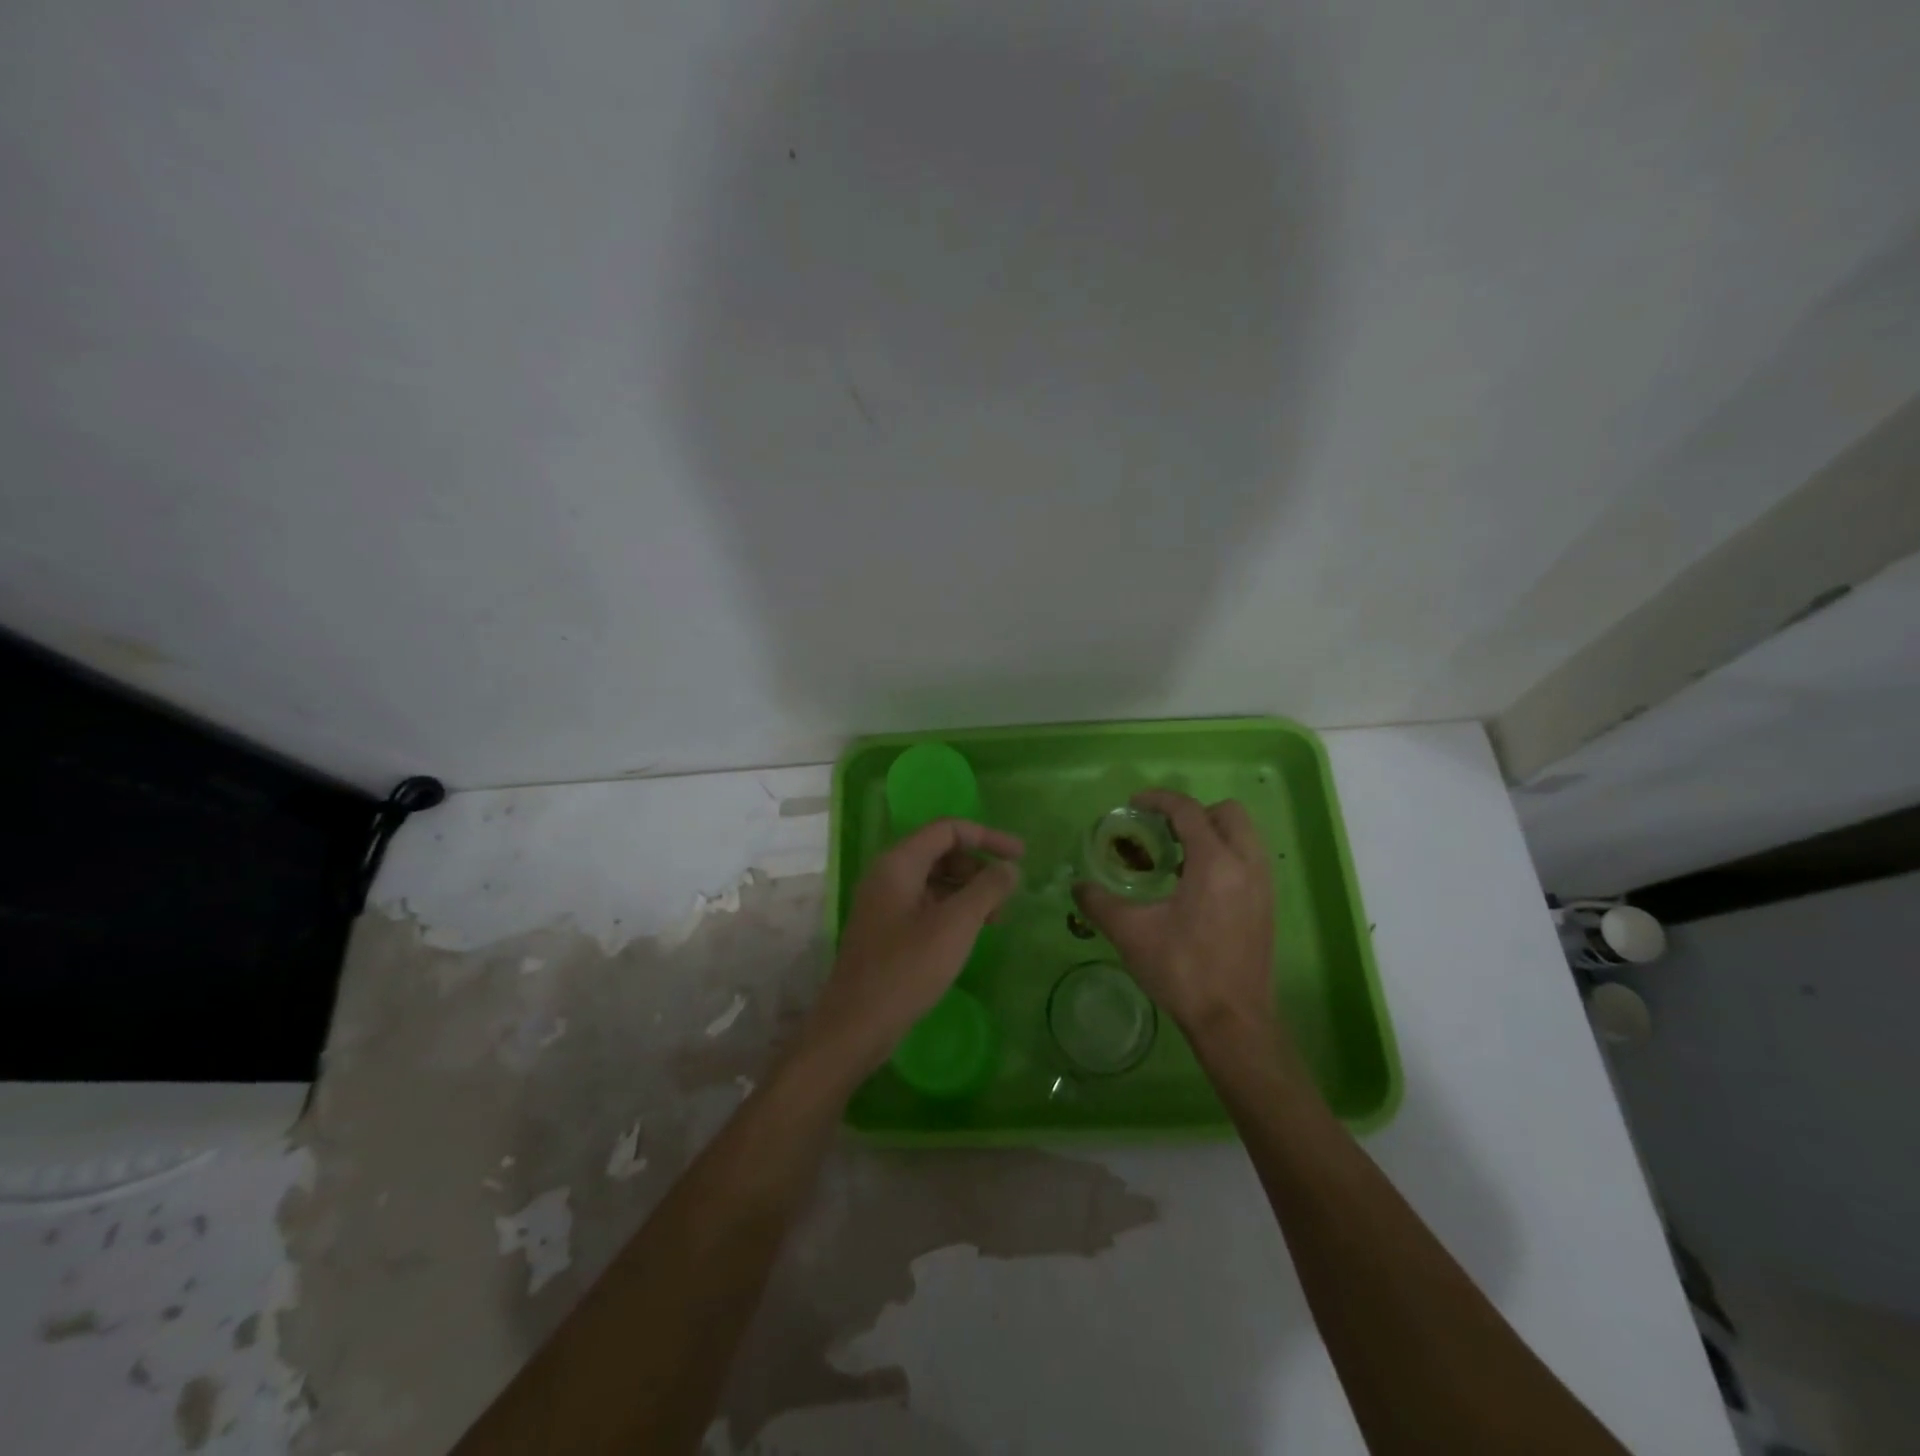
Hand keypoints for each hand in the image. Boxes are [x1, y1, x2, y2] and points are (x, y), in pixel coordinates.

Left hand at [805, 819, 1024, 1076]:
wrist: (856, 1024)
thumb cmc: (907, 968)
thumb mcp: (956, 925)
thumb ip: (987, 890)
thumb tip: (1010, 867)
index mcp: (899, 862)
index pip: (948, 829)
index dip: (987, 837)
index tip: (1021, 855)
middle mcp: (887, 874)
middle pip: (940, 851)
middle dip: (978, 866)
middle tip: (1008, 894)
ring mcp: (884, 903)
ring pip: (934, 880)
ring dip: (968, 890)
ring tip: (996, 919)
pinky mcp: (885, 929)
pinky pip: (925, 904)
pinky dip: (952, 909)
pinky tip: (970, 934)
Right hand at [1074, 790, 1275, 1037]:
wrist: (1232, 1021)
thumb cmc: (1182, 971)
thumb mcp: (1131, 934)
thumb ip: (1100, 903)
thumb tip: (1078, 886)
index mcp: (1215, 863)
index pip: (1189, 811)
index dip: (1159, 800)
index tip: (1134, 804)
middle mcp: (1246, 865)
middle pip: (1227, 813)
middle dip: (1193, 813)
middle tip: (1162, 832)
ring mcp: (1263, 885)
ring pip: (1243, 835)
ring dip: (1211, 833)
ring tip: (1177, 859)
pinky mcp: (1267, 905)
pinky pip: (1249, 859)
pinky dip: (1225, 855)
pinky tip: (1195, 886)